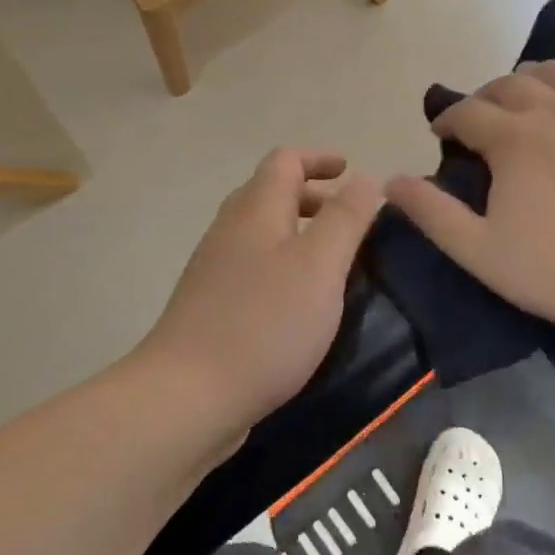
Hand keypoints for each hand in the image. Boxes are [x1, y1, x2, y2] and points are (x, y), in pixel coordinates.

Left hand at [143, 149, 382, 429]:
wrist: (188, 396)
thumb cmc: (264, 323)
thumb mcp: (320, 265)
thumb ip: (346, 218)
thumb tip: (366, 178)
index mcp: (256, 210)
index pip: (285, 161)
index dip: (319, 158)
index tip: (351, 171)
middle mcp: (231, 230)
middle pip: (271, 193)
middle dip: (314, 196)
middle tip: (352, 219)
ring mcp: (215, 269)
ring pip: (262, 232)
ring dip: (299, 232)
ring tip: (335, 260)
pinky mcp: (211, 306)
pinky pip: (254, 266)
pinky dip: (284, 264)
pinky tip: (303, 300)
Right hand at [386, 36, 554, 346]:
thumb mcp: (479, 251)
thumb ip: (431, 212)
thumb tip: (389, 181)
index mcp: (514, 140)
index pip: (469, 113)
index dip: (448, 119)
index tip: (441, 134)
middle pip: (512, 86)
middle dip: (487, 96)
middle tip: (480, 118)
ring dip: (537, 73)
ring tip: (526, 83)